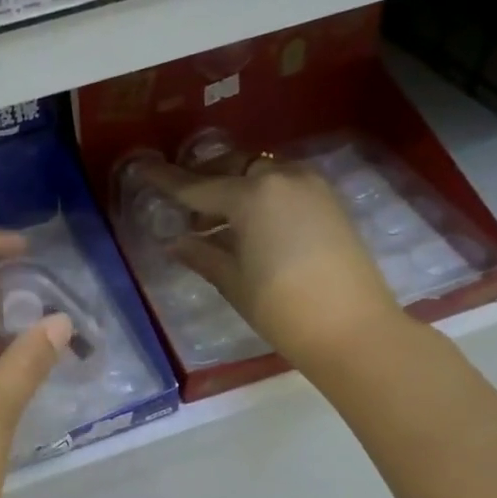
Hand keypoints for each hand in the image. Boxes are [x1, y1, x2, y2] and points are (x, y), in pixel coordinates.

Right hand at [139, 157, 402, 365]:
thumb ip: (201, 254)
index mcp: (251, 195)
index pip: (196, 186)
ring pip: (258, 173)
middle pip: (230, 167)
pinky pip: (281, 185)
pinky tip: (246, 224)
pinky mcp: (328, 201)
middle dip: (202, 180)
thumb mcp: (232, 281)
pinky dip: (258, 195)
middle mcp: (281, 178)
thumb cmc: (282, 308)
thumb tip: (175, 242)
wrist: (354, 330)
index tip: (142, 168)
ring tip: (212, 221)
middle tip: (182, 206)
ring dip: (232, 187)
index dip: (165, 179)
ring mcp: (310, 186)